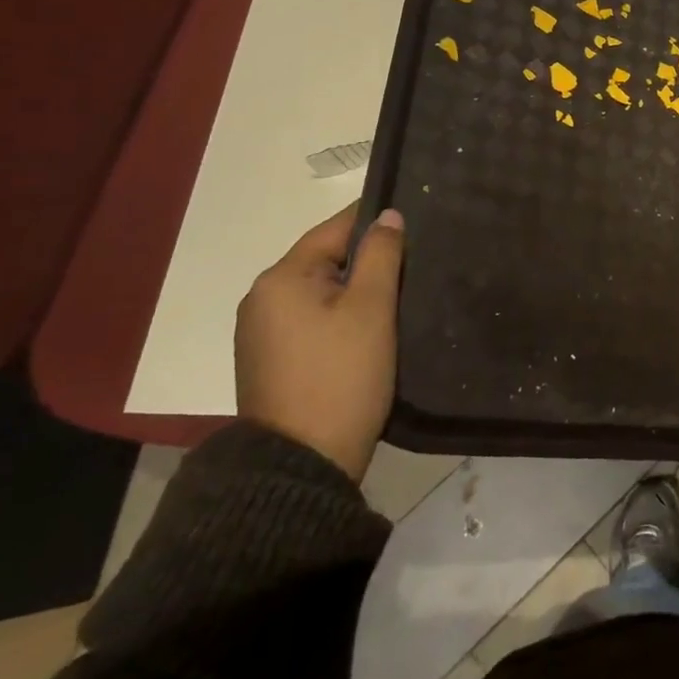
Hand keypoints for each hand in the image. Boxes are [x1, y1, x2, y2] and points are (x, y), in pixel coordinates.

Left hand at [234, 204, 404, 481]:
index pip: (335, 229)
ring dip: (357, 290)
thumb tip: (388, 216)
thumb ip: (381, 255)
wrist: (302, 463)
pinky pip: (313, 320)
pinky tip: (371, 329)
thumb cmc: (342, 375)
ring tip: (401, 294)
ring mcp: (262, 333)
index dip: (376, 221)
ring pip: (321, 292)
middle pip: (326, 260)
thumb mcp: (371, 308)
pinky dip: (341, 316)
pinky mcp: (271, 361)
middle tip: (416, 263)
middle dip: (369, 259)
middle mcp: (262, 299)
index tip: (416, 219)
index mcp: (281, 278)